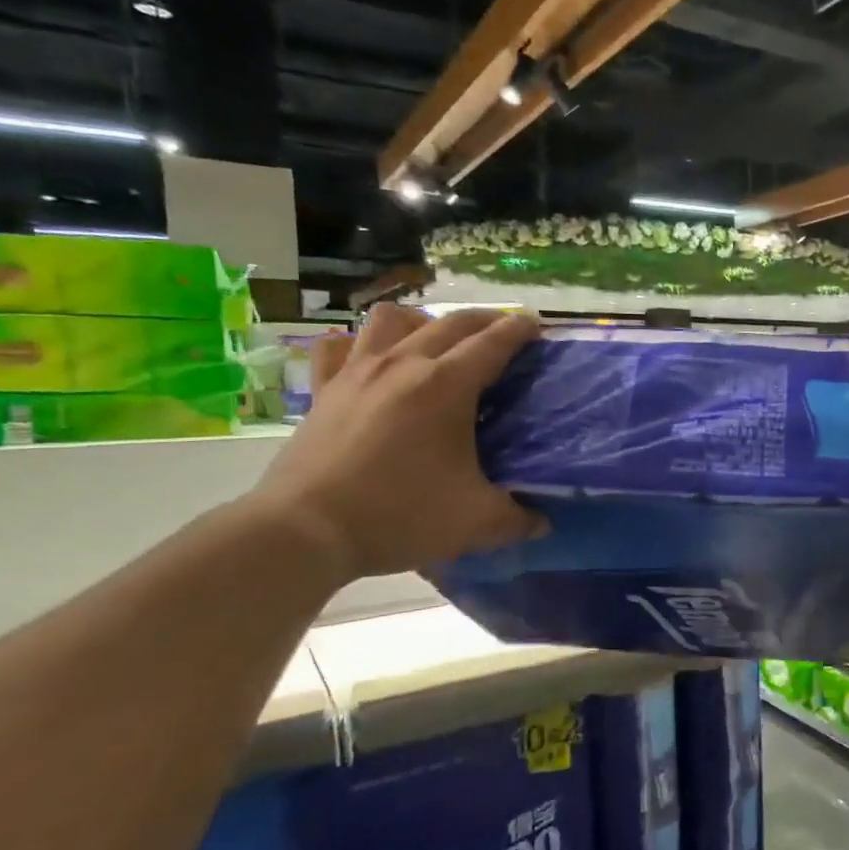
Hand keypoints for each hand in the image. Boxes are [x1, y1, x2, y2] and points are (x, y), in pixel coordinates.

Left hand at [246, 304, 545, 582]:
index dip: (519, 329)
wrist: (306, 529)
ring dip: (422, 322)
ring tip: (435, 342)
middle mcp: (402, 364)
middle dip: (483, 320)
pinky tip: (369, 360)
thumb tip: (542, 523)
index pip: (492, 343)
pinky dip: (359, 344)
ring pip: (392, 319)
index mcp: (446, 386)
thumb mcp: (474, 523)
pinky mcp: (323, 390)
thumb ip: (517, 519)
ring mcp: (357, 372)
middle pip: (450, 322)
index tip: (535, 323)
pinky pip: (339, 346)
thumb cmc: (399, 516)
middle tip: (502, 331)